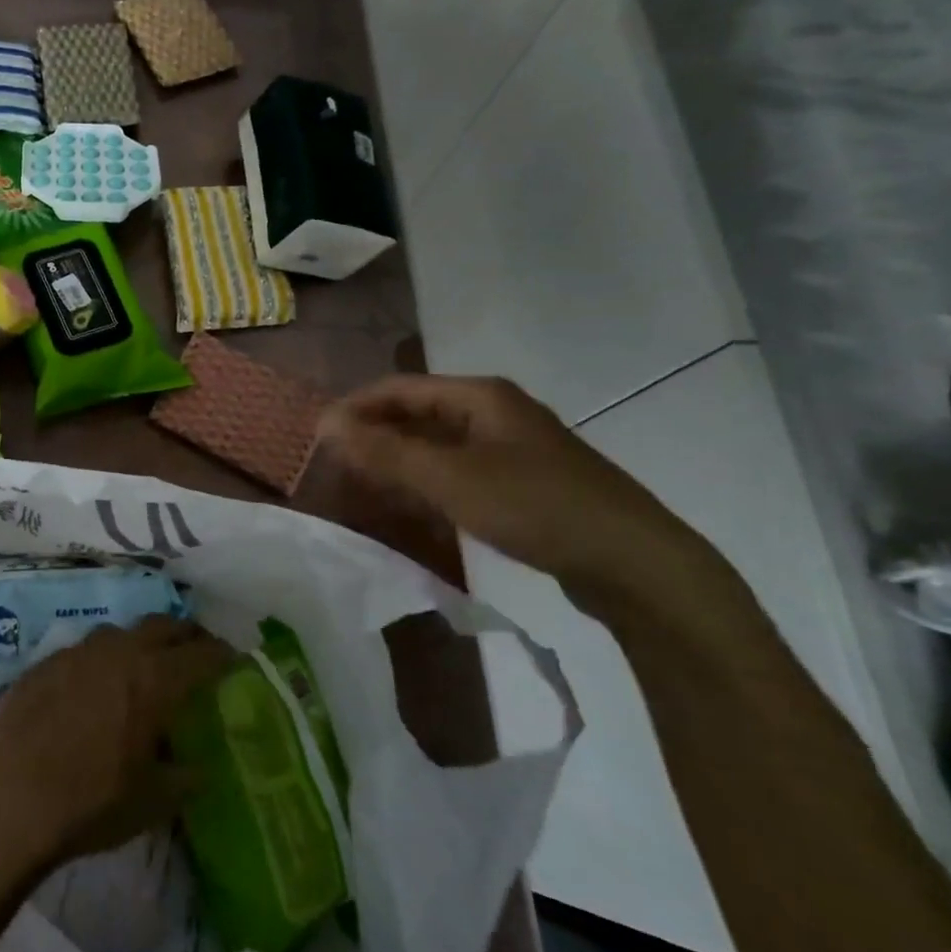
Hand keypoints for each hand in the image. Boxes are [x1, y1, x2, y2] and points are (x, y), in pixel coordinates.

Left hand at [0, 617, 234, 884]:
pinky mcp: (44, 662)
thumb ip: (183, 778)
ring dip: (140, 643)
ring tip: (144, 666)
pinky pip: (85, 650)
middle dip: (185, 635)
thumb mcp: (151, 801)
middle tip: (195, 652)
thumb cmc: (90, 802)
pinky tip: (95, 687)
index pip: (201, 653)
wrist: (6, 797)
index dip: (222, 655)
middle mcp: (119, 651)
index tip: (234, 660)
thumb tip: (198, 768)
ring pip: (121, 632)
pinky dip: (102, 660)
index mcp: (154, 678)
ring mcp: (77, 651)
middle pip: (163, 625)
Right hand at [320, 374, 715, 594]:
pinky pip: (459, 473)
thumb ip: (386, 450)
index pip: (398, 388)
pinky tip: (410, 509)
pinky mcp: (523, 484)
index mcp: (480, 397)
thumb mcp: (450, 477)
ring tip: (361, 487)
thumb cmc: (535, 506)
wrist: (634, 563)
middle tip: (334, 466)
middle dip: (374, 436)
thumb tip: (326, 422)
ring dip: (398, 463)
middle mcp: (495, 413)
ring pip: (437, 446)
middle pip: (418, 414)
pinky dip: (428, 485)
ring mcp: (512, 449)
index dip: (355, 408)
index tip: (316, 437)